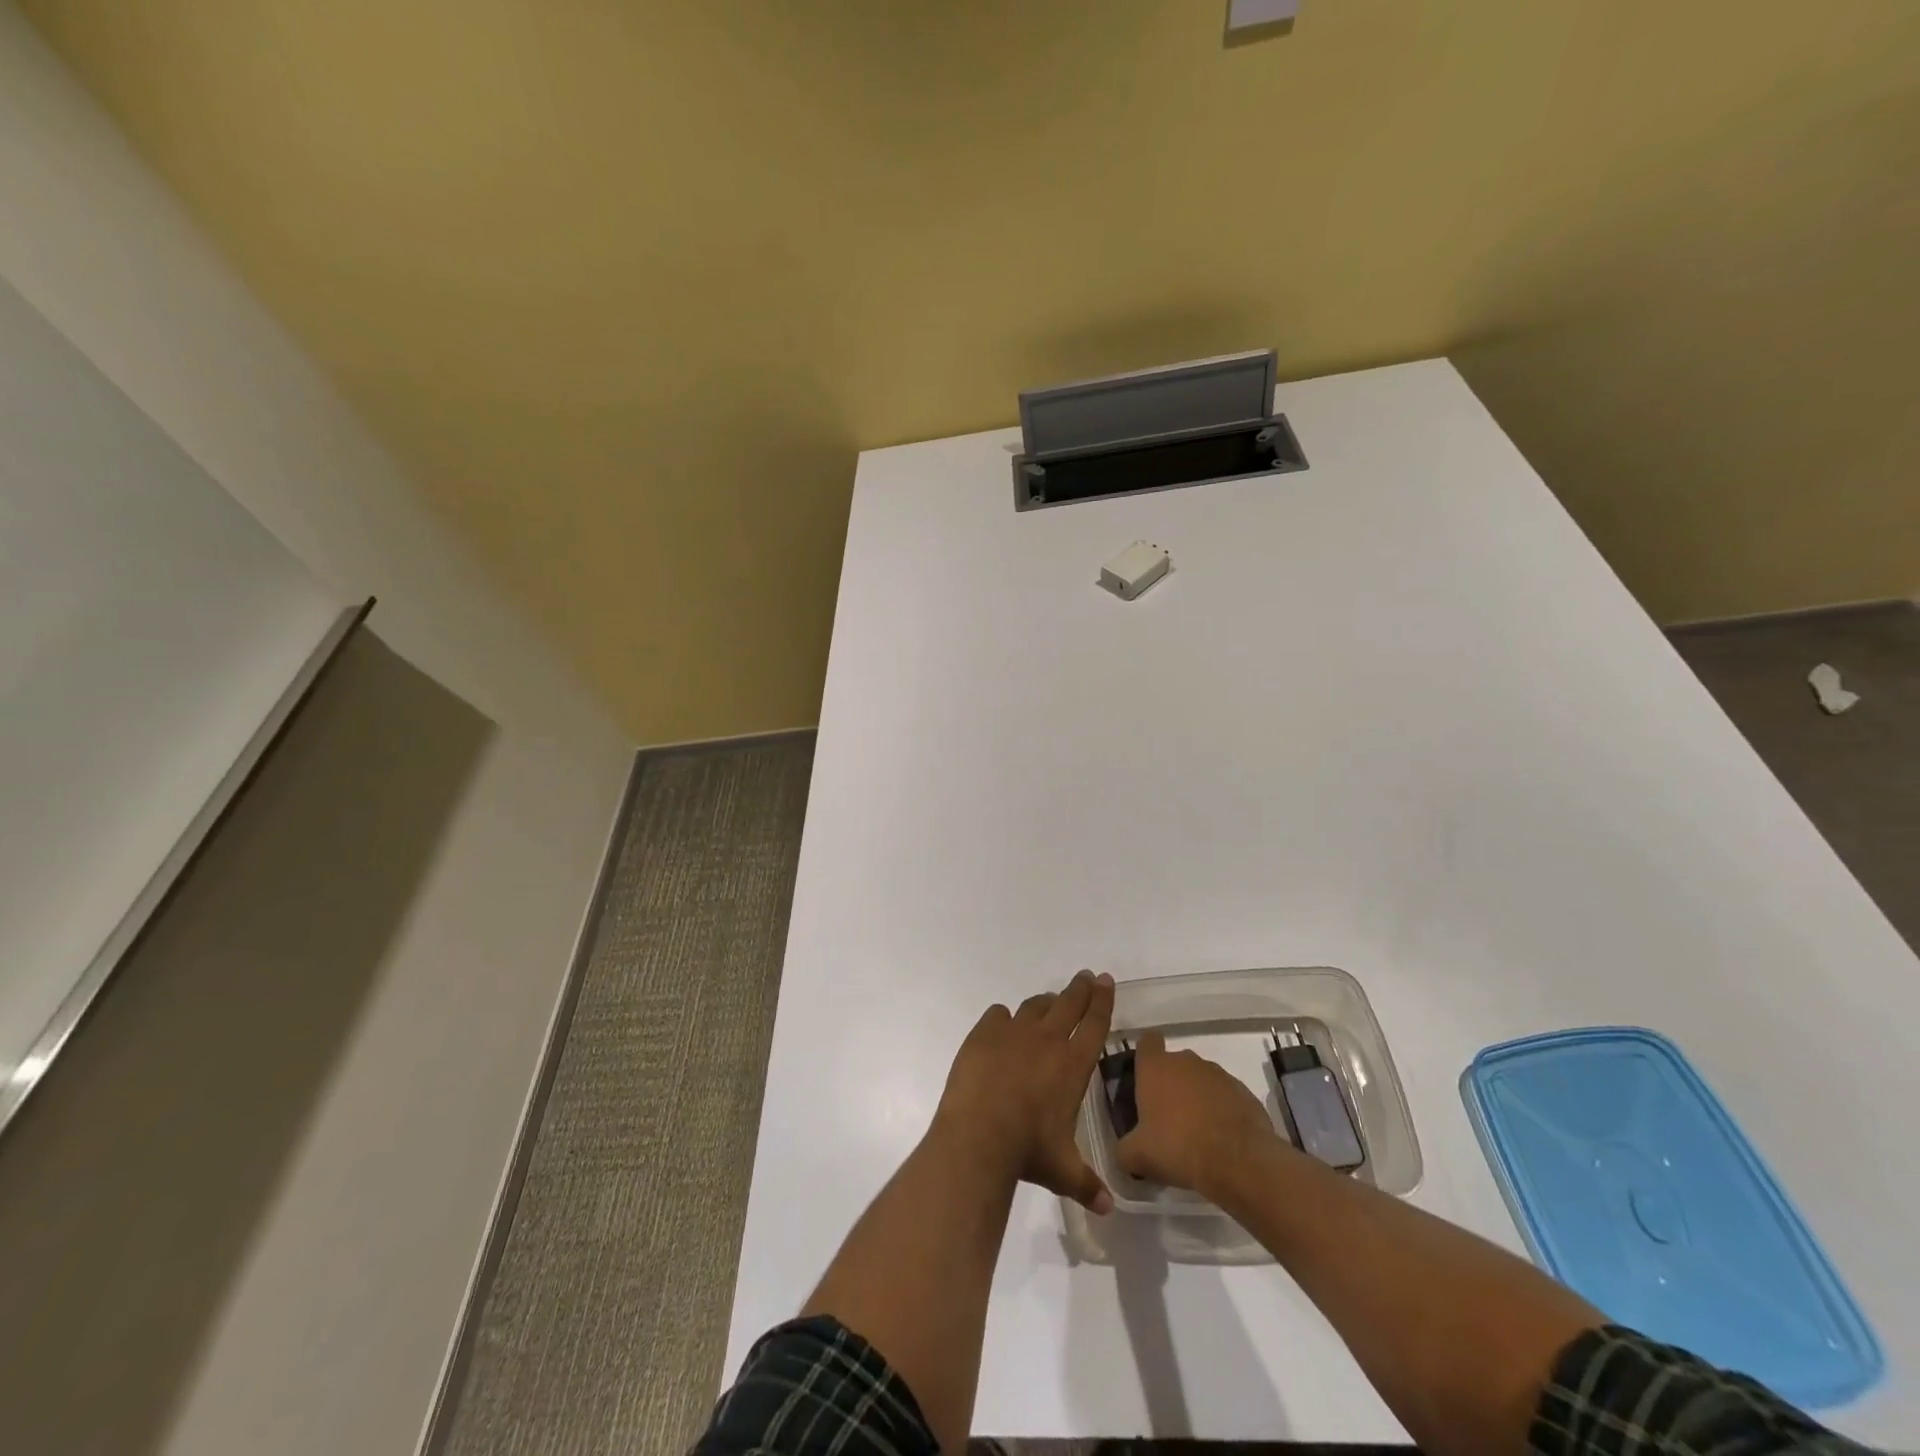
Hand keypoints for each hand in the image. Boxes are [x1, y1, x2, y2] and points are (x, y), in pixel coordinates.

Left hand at [933, 971, 1114, 1213]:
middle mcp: (1048, 1040)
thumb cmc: (1028, 1150)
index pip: (1095, 1024)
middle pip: (1069, 1003)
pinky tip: (1002, 1025)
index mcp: (1073, 1065)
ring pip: (1035, 1005)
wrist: (979, 1135)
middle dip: (1080, 989)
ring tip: (1049, 1002)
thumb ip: (1086, 1184)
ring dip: (1046, 1002)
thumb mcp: (1063, 1171)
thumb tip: (1107, 1210)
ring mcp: (1014, 1032)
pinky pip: (998, 1014)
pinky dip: (1004, 1018)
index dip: (1103, 1001)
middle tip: (1087, 977)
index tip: (1106, 982)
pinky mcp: (984, 1033)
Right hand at [1116, 1031, 1280, 1197]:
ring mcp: (1218, 1074)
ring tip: (1196, 1133)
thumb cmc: (1178, 1147)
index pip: (1147, 1042)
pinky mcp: (1244, 1092)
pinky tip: (1221, 1140)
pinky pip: (1225, 1096)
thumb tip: (1124, 1152)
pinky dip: (1221, 1111)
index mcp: (1155, 1067)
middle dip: (1171, 1084)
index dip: (1145, 1057)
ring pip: (1200, 1079)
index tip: (1143, 1079)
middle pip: (1174, 1063)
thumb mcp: (1137, 1156)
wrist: (1238, 1162)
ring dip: (1197, 1098)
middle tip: (1167, 1118)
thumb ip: (1124, 1149)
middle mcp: (1186, 1061)